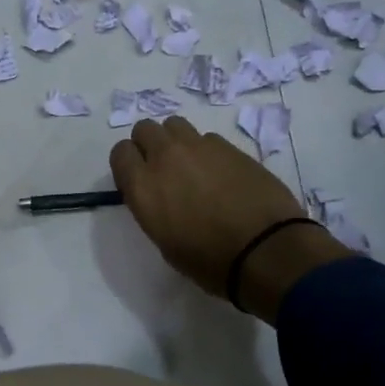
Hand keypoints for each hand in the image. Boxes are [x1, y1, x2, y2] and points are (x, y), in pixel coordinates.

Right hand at [110, 116, 351, 320]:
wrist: (264, 250)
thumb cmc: (208, 260)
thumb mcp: (164, 241)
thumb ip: (152, 207)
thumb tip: (160, 195)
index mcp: (142, 186)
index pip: (120, 152)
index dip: (128, 163)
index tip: (138, 178)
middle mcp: (165, 158)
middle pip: (144, 129)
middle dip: (149, 144)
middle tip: (162, 168)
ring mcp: (199, 147)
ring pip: (174, 125)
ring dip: (175, 140)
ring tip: (190, 164)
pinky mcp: (229, 146)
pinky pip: (206, 138)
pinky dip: (206, 150)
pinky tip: (220, 172)